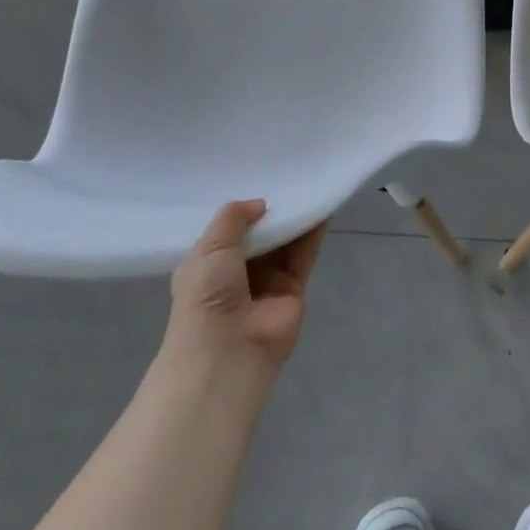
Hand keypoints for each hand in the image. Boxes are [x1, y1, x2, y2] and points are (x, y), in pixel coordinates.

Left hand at [163, 200, 325, 376]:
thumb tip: (260, 204)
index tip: (258, 183)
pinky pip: (304, 254)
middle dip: (272, 213)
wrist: (229, 349)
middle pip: (261, 235)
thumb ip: (233, 218)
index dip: (243, 211)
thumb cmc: (207, 295)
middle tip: (288, 179)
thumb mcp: (210, 247)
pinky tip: (321, 208)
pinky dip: (313, 233)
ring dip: (295, 219)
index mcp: (209, 265)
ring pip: (285, 243)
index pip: (228, 233)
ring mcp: (267, 281)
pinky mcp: (294, 288)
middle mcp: (238, 273)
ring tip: (309, 188)